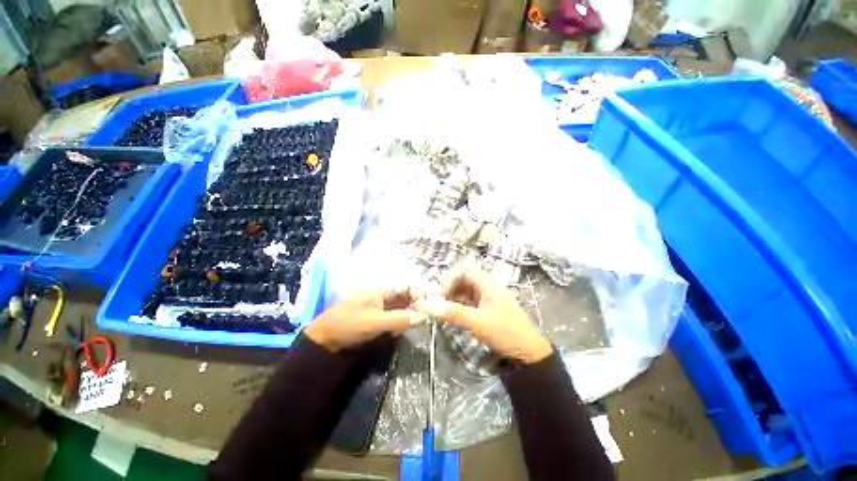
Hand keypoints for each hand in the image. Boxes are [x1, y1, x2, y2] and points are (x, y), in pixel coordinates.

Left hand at [305, 289, 421, 352]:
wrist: (325, 340)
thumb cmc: (349, 325)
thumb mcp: (374, 322)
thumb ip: (399, 319)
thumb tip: (423, 317)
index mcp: (382, 290)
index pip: (407, 286)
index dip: (418, 294)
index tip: (426, 309)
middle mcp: (384, 296)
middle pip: (406, 297)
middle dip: (416, 307)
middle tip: (423, 320)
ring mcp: (382, 308)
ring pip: (402, 308)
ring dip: (409, 316)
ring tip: (415, 326)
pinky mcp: (379, 319)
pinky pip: (396, 318)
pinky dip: (401, 324)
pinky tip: (401, 332)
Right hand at [417, 270, 552, 363]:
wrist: (529, 353)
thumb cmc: (505, 333)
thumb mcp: (477, 323)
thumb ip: (453, 313)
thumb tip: (428, 305)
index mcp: (488, 284)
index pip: (464, 271)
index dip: (450, 278)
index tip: (440, 292)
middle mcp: (488, 287)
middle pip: (464, 279)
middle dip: (450, 288)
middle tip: (439, 301)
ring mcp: (489, 298)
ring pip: (466, 291)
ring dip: (454, 297)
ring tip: (444, 308)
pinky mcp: (488, 308)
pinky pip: (470, 301)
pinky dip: (460, 305)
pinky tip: (454, 314)